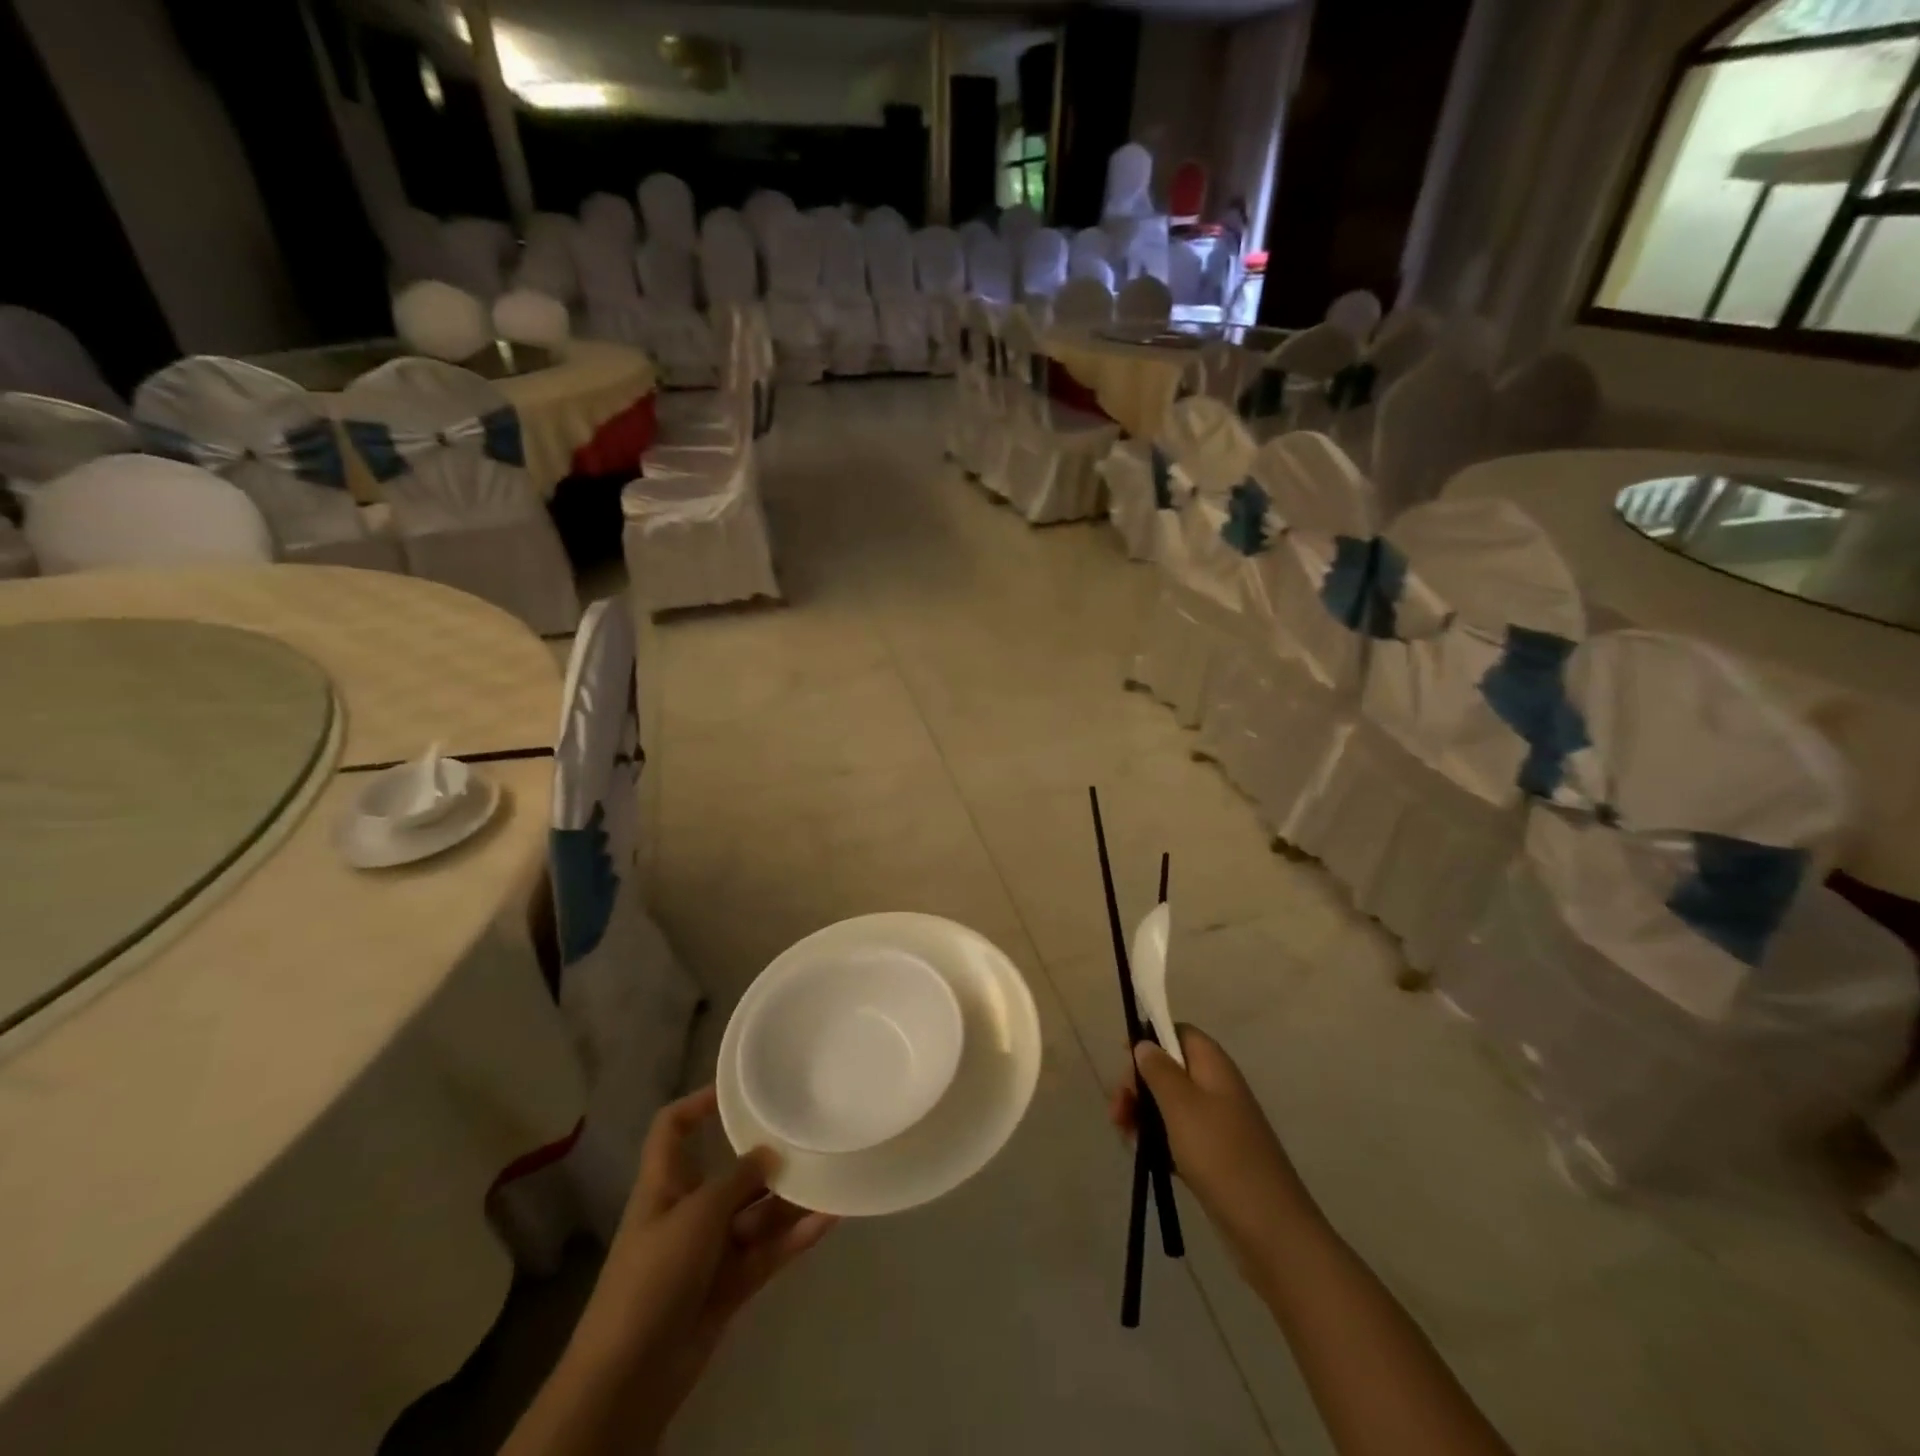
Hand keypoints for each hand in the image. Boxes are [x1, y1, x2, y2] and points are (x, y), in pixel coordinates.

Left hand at [567, 1087, 836, 1446]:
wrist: (629, 1378)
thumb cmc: (653, 1277)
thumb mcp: (696, 1215)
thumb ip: (737, 1179)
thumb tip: (769, 1152)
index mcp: (665, 1184)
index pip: (672, 1129)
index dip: (698, 1104)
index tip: (738, 1089)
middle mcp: (688, 1210)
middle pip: (730, 1172)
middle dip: (766, 1157)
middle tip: (809, 1133)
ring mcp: (710, 1250)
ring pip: (756, 1213)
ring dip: (790, 1199)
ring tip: (832, 1174)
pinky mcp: (730, 1285)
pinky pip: (768, 1250)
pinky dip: (795, 1236)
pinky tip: (829, 1218)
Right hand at [1109, 1025, 1317, 1288]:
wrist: (1270, 1229)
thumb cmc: (1221, 1156)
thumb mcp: (1181, 1106)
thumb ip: (1159, 1070)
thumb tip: (1145, 1043)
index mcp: (1214, 1066)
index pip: (1180, 1032)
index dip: (1151, 1038)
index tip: (1123, 1058)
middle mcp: (1217, 1087)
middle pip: (1170, 1068)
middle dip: (1139, 1083)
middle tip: (1118, 1108)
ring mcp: (1218, 1123)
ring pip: (1170, 1104)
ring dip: (1143, 1113)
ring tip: (1123, 1134)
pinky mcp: (1215, 1155)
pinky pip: (1178, 1134)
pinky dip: (1158, 1139)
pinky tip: (1143, 1154)